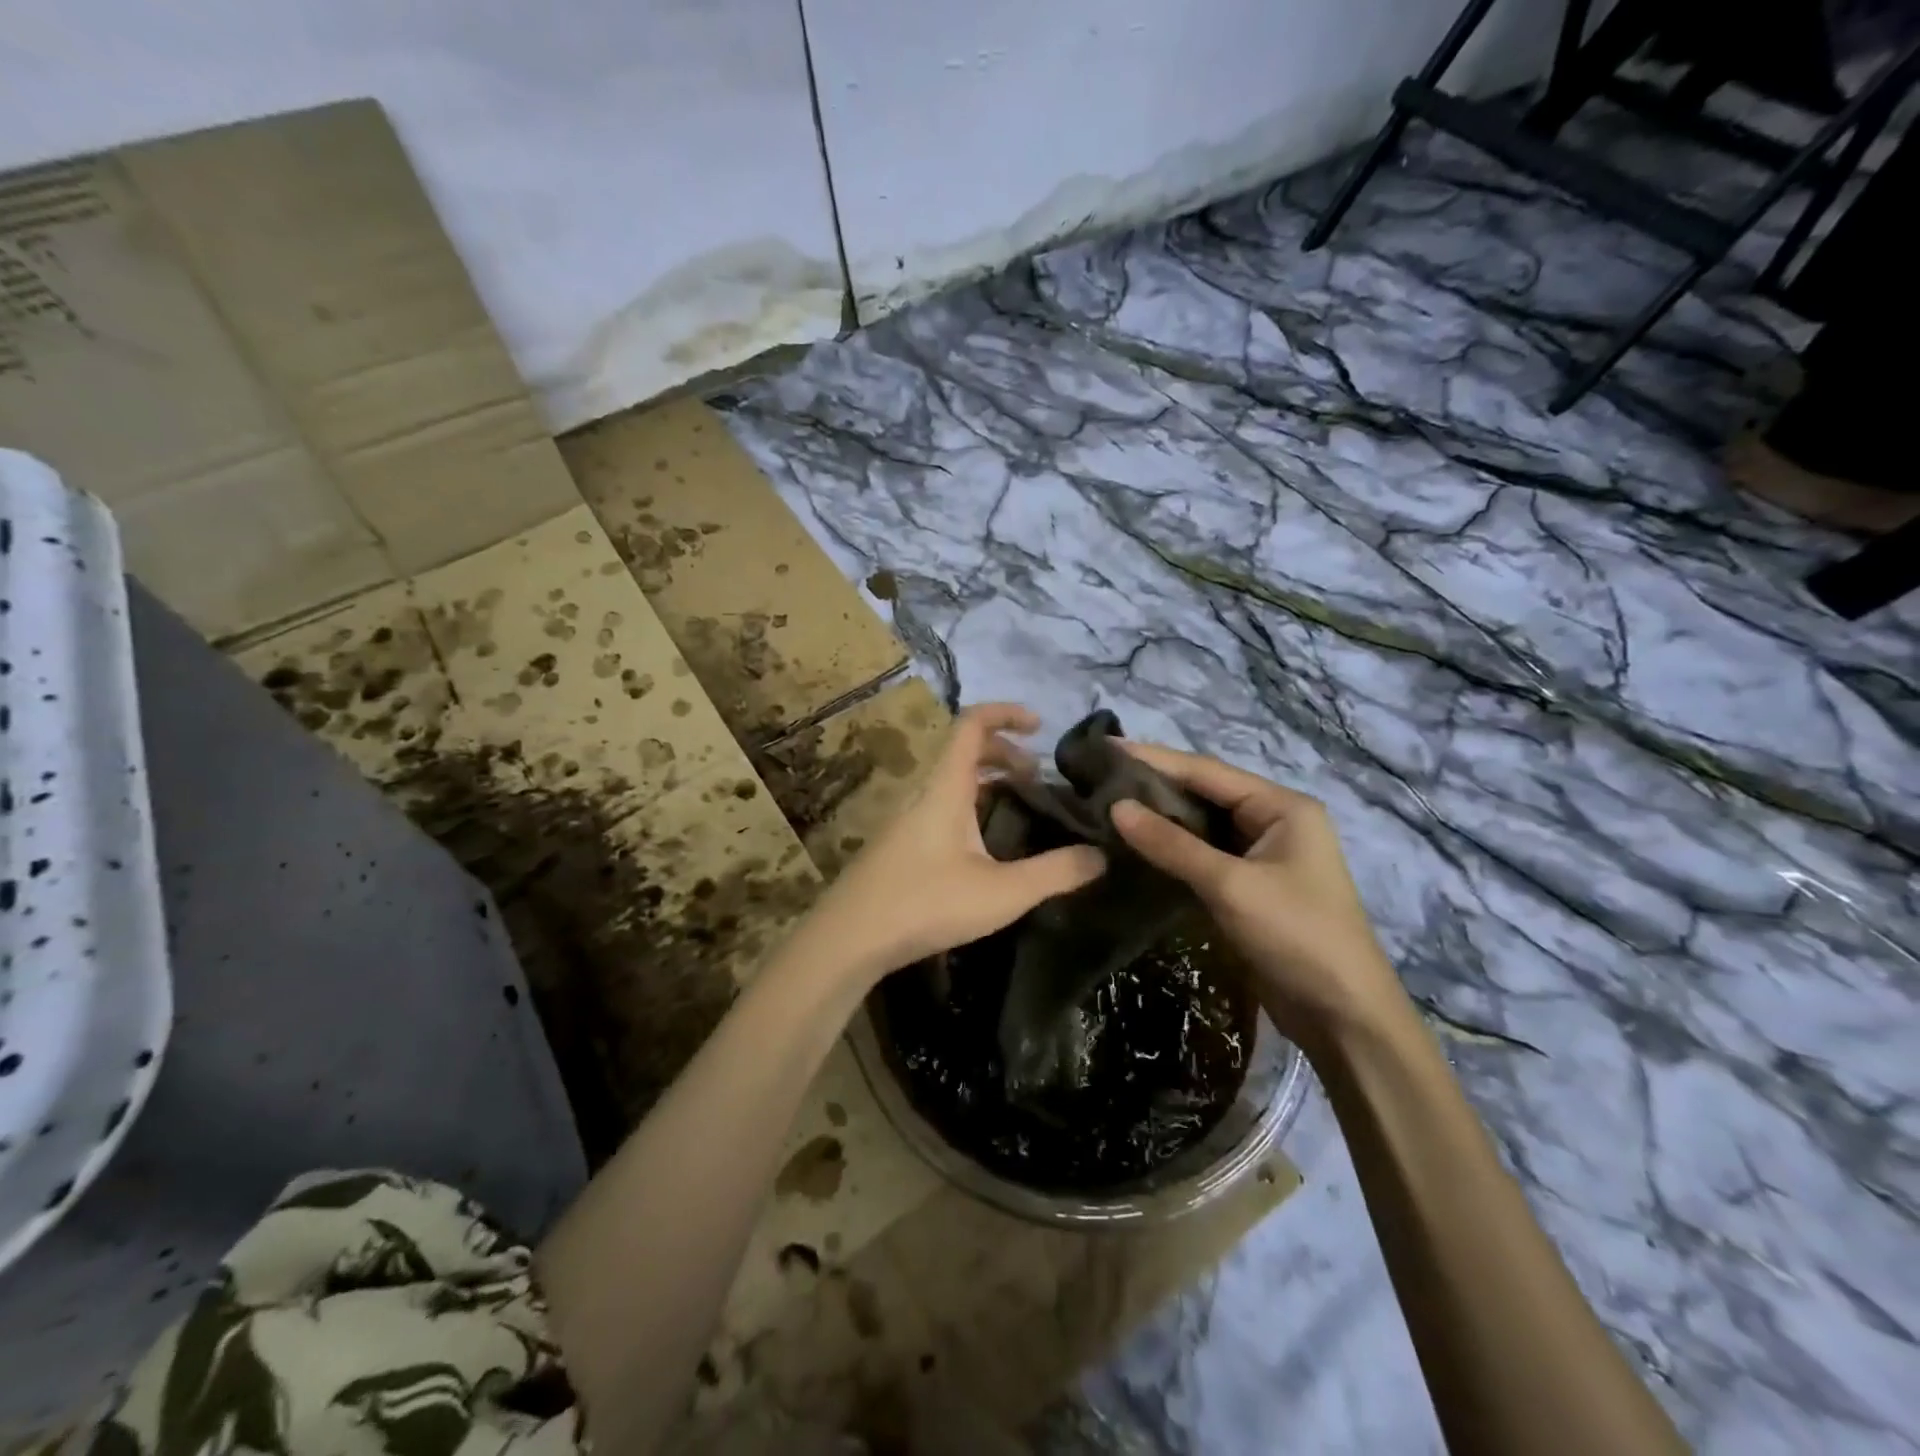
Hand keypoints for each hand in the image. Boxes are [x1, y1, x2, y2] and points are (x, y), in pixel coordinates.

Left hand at [798, 703, 1105, 986]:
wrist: (849, 939)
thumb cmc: (926, 904)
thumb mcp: (1002, 892)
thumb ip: (1056, 873)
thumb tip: (1101, 855)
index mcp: (946, 788)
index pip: (972, 724)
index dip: (1007, 713)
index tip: (1040, 726)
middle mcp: (925, 794)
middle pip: (964, 751)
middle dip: (1006, 754)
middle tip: (1039, 780)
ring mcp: (908, 820)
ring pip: (953, 783)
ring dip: (989, 783)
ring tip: (1022, 810)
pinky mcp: (901, 846)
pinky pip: (942, 807)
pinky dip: (972, 807)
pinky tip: (988, 848)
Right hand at [1107, 742, 1407, 1044]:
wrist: (1343, 1018)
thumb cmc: (1296, 936)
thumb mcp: (1231, 886)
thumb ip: (1172, 844)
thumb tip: (1116, 807)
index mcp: (1281, 806)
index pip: (1206, 771)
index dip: (1154, 759)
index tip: (1106, 749)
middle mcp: (1272, 821)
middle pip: (1203, 793)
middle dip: (1153, 786)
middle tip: (1098, 779)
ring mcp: (1261, 856)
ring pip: (1200, 826)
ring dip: (1159, 818)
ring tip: (1105, 806)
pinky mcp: (1248, 887)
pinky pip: (1202, 855)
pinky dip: (1170, 849)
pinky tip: (1135, 846)